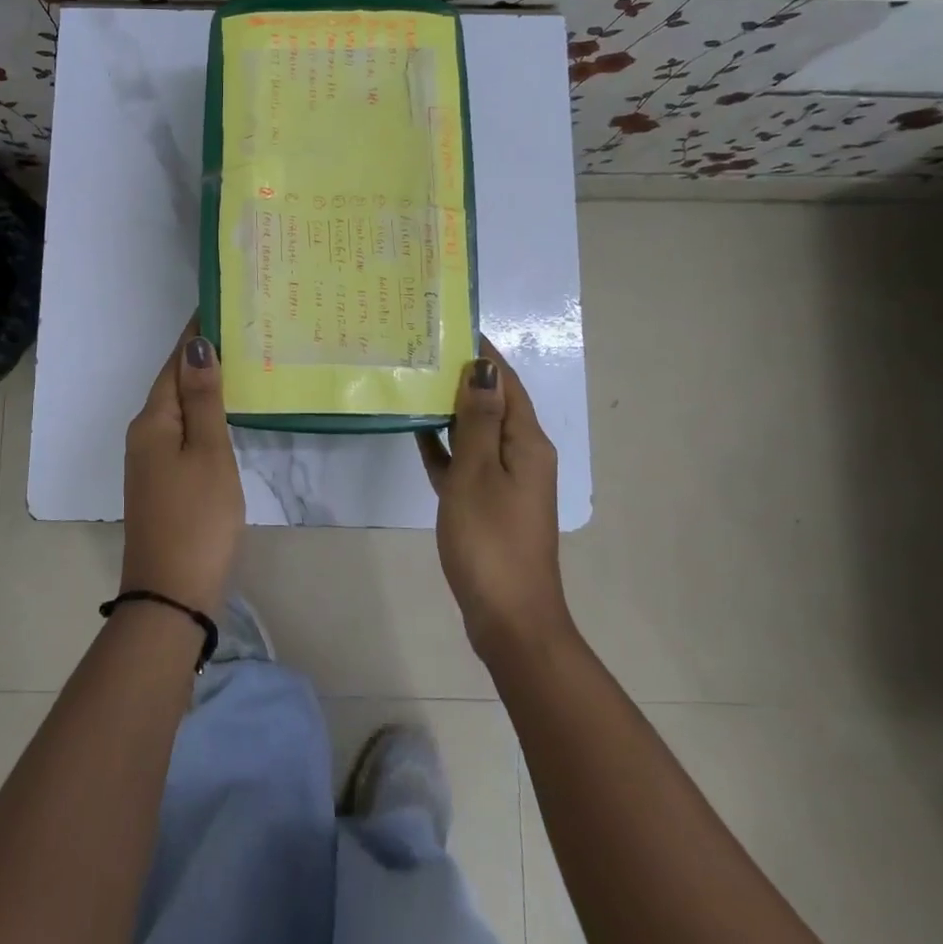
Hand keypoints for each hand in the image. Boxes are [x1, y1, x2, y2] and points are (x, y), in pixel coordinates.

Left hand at [120, 324, 245, 618]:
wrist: (171, 594)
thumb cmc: (197, 518)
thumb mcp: (207, 453)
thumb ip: (203, 399)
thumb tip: (197, 346)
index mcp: (153, 421)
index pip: (175, 363)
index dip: (196, 335)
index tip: (220, 304)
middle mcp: (144, 434)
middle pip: (173, 383)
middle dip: (201, 357)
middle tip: (241, 330)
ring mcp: (149, 461)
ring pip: (177, 409)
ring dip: (203, 385)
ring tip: (239, 364)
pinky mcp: (160, 482)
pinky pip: (181, 433)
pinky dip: (202, 415)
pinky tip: (224, 415)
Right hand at [418, 341, 571, 659]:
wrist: (508, 618)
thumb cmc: (491, 540)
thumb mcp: (479, 473)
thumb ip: (480, 420)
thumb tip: (483, 368)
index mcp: (528, 443)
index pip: (507, 383)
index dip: (483, 354)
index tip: (451, 325)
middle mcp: (522, 456)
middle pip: (493, 405)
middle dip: (463, 378)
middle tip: (421, 352)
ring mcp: (505, 483)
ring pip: (477, 433)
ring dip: (451, 411)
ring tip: (414, 383)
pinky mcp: (487, 505)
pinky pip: (467, 463)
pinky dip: (446, 448)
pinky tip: (417, 435)